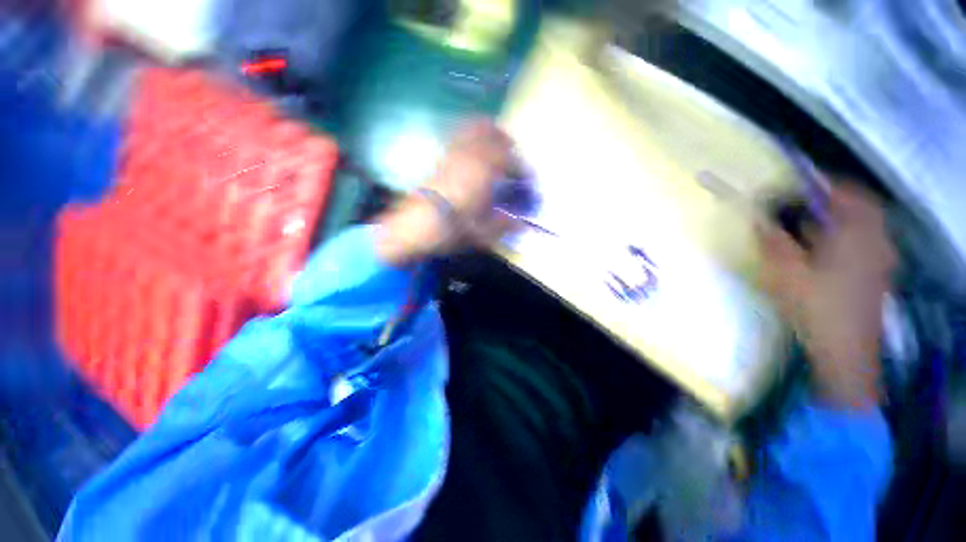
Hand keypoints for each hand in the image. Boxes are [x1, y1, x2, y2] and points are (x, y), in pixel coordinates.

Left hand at [376, 120, 518, 264]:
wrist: (413, 227)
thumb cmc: (451, 229)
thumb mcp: (482, 233)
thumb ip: (503, 225)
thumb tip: (521, 224)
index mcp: (485, 173)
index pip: (511, 161)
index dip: (522, 169)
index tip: (528, 179)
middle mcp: (469, 156)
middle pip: (492, 132)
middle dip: (506, 140)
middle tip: (513, 152)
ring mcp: (452, 154)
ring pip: (473, 128)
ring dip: (488, 133)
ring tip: (494, 144)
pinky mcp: (439, 159)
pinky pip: (457, 138)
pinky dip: (468, 137)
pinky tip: (470, 151)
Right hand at [758, 184, 896, 410]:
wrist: (845, 352)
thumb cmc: (816, 308)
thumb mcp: (785, 273)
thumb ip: (772, 242)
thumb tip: (759, 220)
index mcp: (857, 236)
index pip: (847, 193)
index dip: (822, 183)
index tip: (796, 182)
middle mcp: (876, 241)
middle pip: (857, 208)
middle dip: (828, 202)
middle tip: (798, 206)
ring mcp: (880, 259)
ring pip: (860, 227)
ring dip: (835, 221)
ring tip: (805, 229)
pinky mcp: (876, 275)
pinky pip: (862, 244)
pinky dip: (842, 239)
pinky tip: (821, 253)